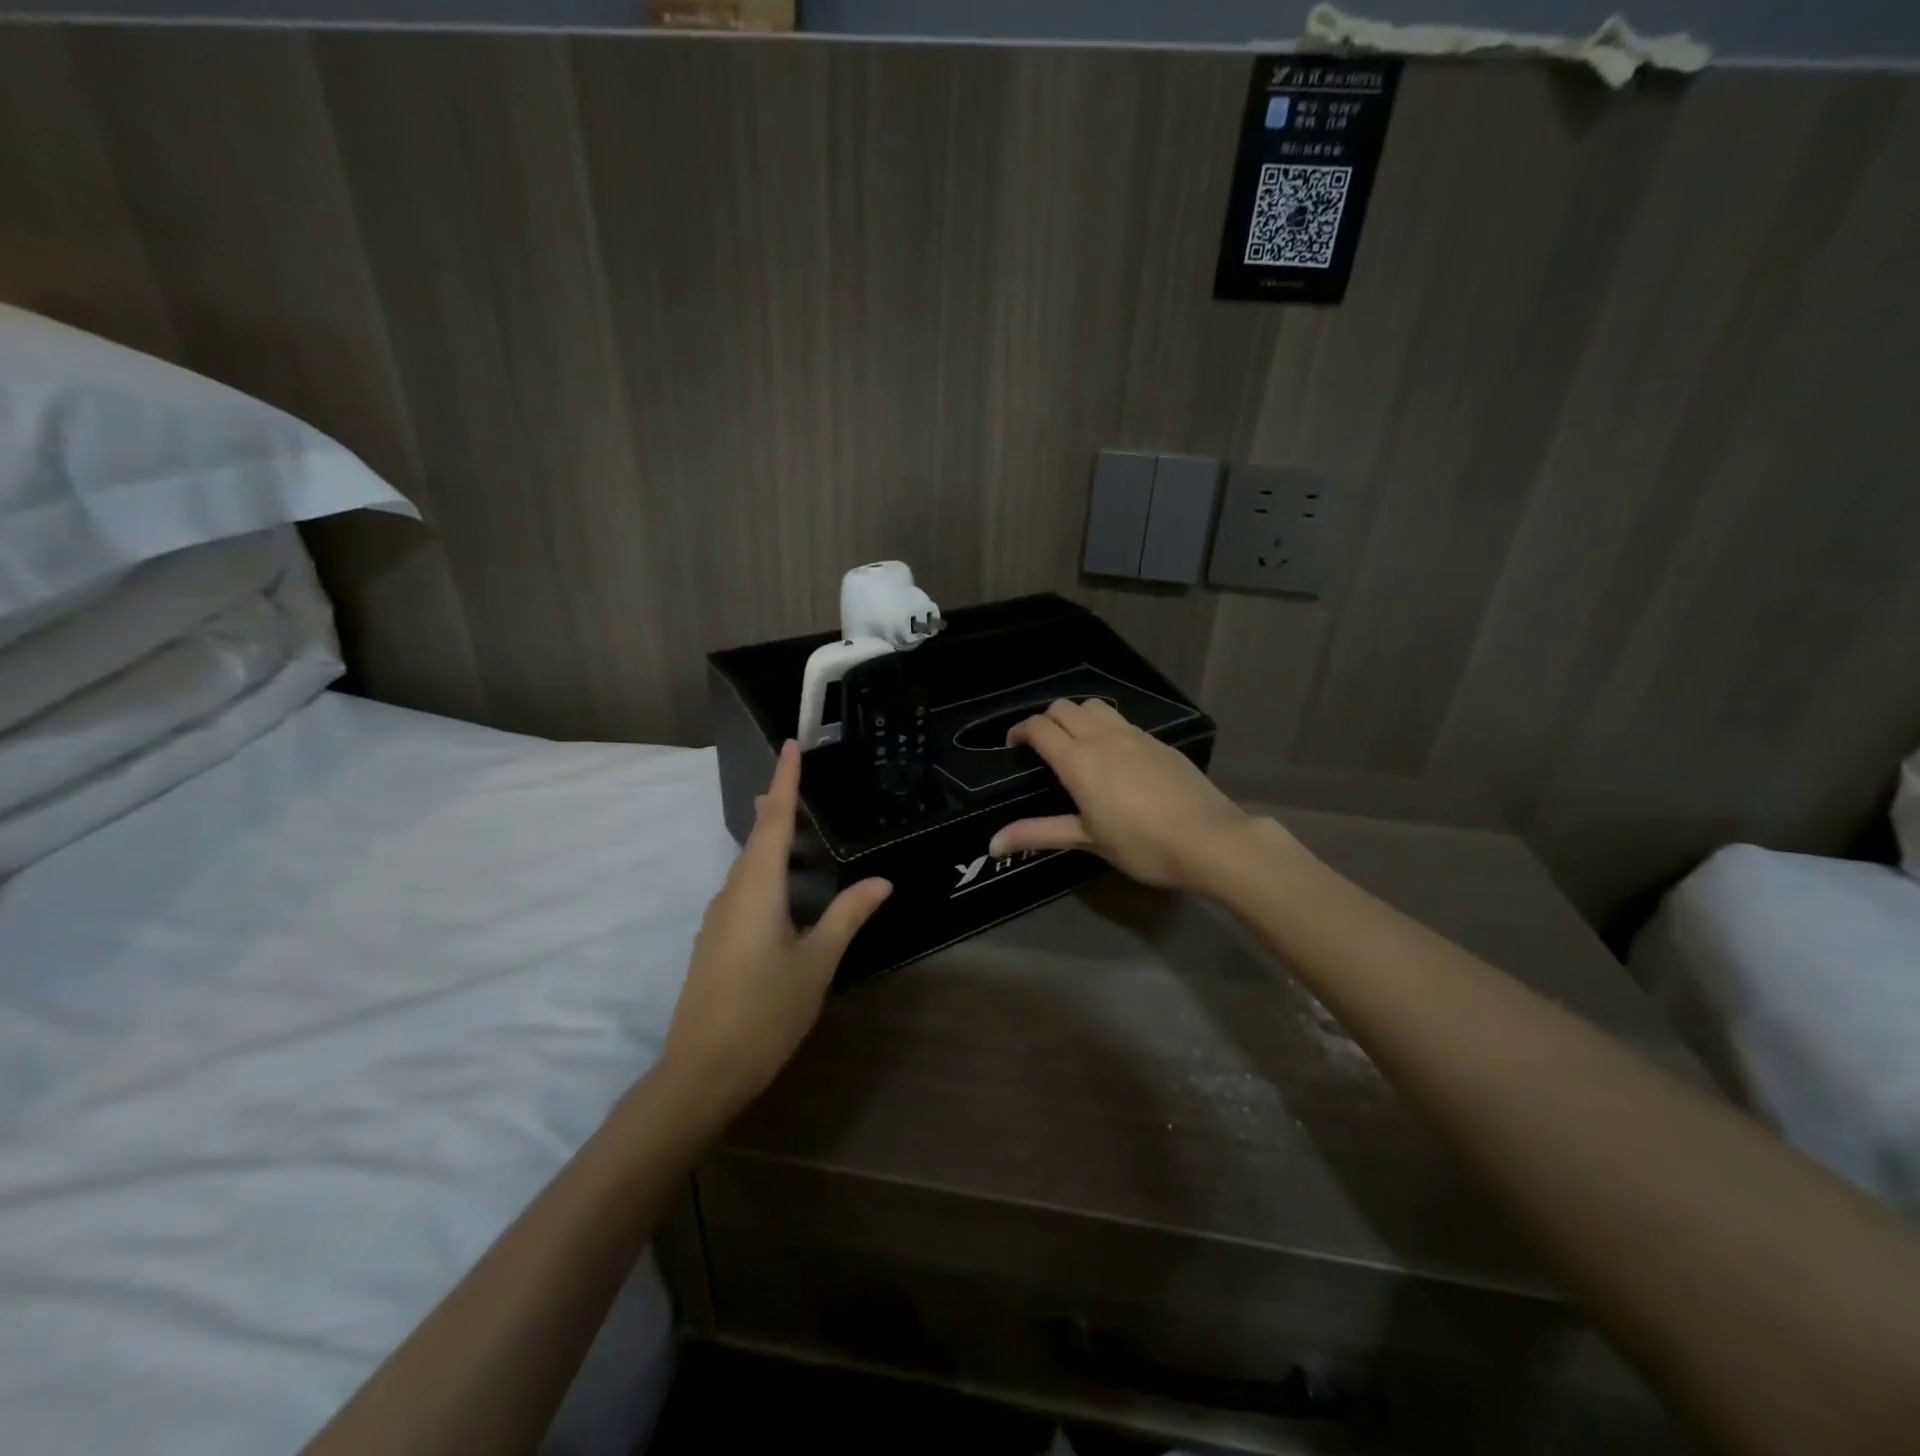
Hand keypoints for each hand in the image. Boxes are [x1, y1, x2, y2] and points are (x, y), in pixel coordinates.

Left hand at [663, 740, 890, 1116]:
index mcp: (757, 889)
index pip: (773, 821)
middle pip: (755, 838)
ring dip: (767, 839)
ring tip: (789, 822)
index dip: (784, 781)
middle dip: (774, 805)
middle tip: (793, 777)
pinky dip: (763, 871)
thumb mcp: (816, 963)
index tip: (791, 745)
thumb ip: (847, 916)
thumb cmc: (765, 1012)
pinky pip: (742, 889)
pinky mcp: (715, 941)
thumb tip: (880, 881)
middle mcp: (732, 893)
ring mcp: (718, 918)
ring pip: (746, 865)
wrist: (701, 1071)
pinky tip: (779, 887)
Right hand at [988, 698, 1256, 891]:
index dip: (1020, 731)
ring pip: (1094, 706)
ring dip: (1076, 715)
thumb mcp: (1086, 840)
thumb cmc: (1141, 844)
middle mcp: (1102, 738)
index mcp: (1078, 761)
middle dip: (1045, 721)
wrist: (1209, 839)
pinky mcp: (1158, 741)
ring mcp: (1134, 735)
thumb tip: (993, 843)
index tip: (1014, 747)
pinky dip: (1104, 725)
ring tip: (1075, 743)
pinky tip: (1113, 755)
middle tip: (1041, 748)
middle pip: (1063, 708)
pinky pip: (1120, 720)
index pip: (1039, 727)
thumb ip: (1038, 833)